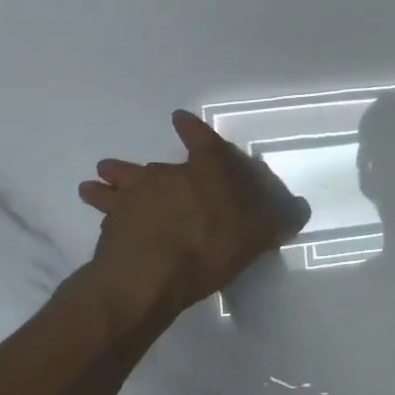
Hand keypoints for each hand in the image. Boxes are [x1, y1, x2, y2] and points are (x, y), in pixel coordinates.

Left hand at [76, 111, 310, 331]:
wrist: (148, 276)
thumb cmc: (211, 246)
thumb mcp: (258, 236)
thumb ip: (277, 222)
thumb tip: (298, 211)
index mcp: (207, 172)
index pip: (203, 142)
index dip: (194, 130)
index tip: (179, 118)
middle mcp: (169, 175)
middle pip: (156, 165)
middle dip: (148, 165)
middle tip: (138, 165)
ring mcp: (135, 197)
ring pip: (121, 180)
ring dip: (111, 178)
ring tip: (96, 179)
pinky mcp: (111, 222)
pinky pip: (106, 210)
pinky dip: (101, 207)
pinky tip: (99, 215)